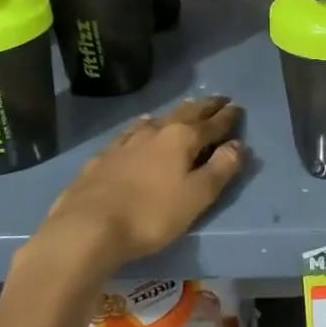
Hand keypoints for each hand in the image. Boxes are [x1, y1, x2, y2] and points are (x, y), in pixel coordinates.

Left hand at [40, 96, 245, 273]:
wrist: (87, 227)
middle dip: (205, 106)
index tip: (238, 107)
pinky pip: (131, 131)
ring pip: (157, 119)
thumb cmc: (151, 214)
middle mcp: (155, 131)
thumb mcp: (197, 196)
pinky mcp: (103, 155)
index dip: (227, 117)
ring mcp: (126, 141)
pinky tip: (141, 127)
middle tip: (218, 99)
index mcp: (182, 138)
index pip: (212, 123)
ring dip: (176, 113)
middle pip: (186, 113)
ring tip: (185, 108)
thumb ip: (221, 169)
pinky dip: (144, 125)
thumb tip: (238, 144)